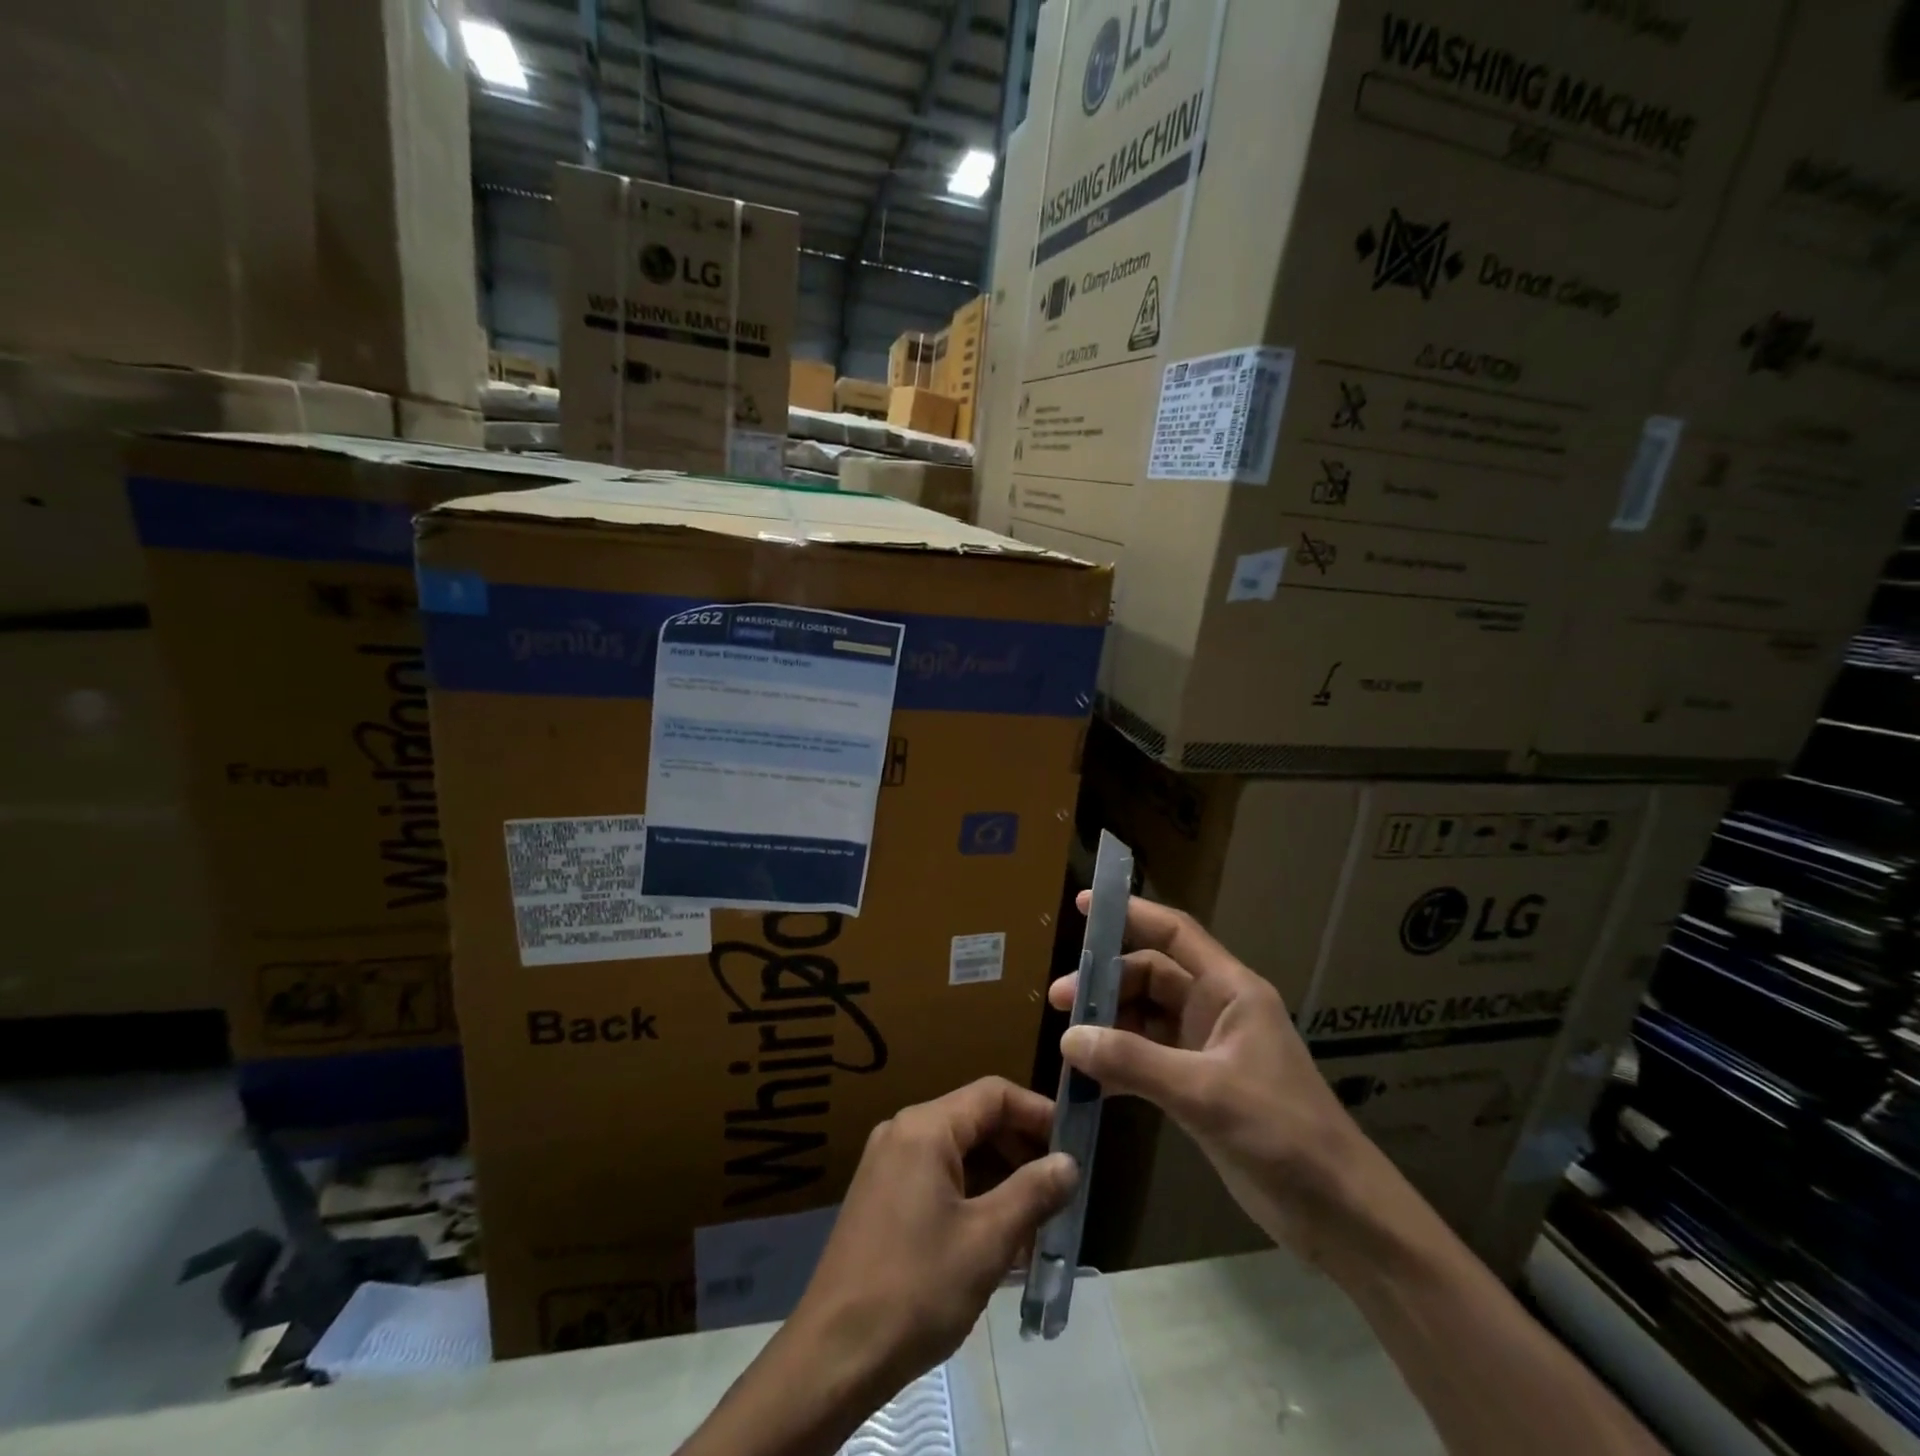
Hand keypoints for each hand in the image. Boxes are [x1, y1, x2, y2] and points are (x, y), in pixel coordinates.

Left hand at [678, 1079, 1074, 1455]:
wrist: (833, 1355)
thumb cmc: (916, 1288)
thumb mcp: (987, 1241)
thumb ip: (1033, 1193)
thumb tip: (1068, 1163)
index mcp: (925, 1127)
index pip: (993, 1094)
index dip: (1037, 1111)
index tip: (1074, 1141)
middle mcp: (902, 1131)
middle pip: (975, 1120)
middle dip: (1021, 1149)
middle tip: (1060, 1187)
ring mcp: (887, 1164)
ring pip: (957, 1152)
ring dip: (999, 1178)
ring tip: (1036, 1222)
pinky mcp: (880, 1196)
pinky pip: (937, 1176)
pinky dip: (971, 1195)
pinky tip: (996, 1238)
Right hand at [1050, 893, 1389, 1263]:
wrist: (1339, 1213)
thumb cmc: (1283, 1133)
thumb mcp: (1206, 1092)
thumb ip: (1135, 1061)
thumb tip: (1069, 1038)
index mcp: (1230, 990)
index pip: (1174, 933)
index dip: (1131, 914)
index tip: (1083, 906)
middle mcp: (1216, 1010)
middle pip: (1150, 976)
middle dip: (1105, 984)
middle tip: (1060, 1002)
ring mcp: (1206, 1049)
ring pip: (1144, 1018)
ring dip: (1108, 1027)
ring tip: (1068, 1045)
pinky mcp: (1199, 1087)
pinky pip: (1147, 1060)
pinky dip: (1119, 1066)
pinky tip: (1091, 1084)